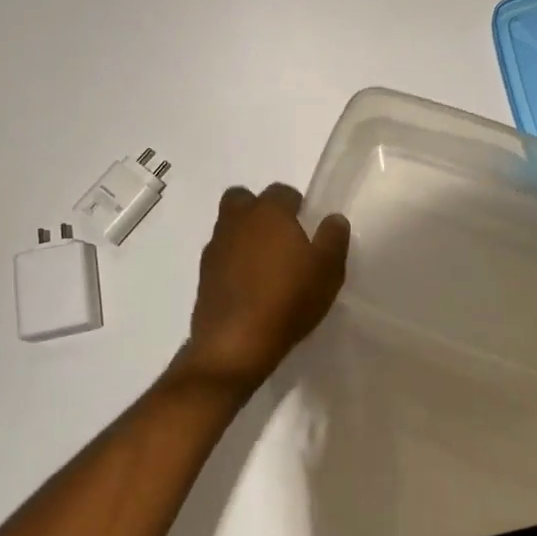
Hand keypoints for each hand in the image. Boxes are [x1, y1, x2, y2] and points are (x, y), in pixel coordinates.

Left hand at [175, 184, 348, 395]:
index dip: (296, 205)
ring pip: (228, 227)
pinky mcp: (203, 275)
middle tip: (280, 237)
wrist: (236, 343)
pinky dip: (232, 263)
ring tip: (265, 265)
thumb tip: (333, 219)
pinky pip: (220, 256)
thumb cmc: (288, 299)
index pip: (281, 191)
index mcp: (268, 212)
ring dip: (244, 236)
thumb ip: (333, 238)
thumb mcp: (328, 270)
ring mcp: (215, 248)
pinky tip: (249, 287)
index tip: (307, 226)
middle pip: (242, 199)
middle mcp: (236, 222)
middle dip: (259, 210)